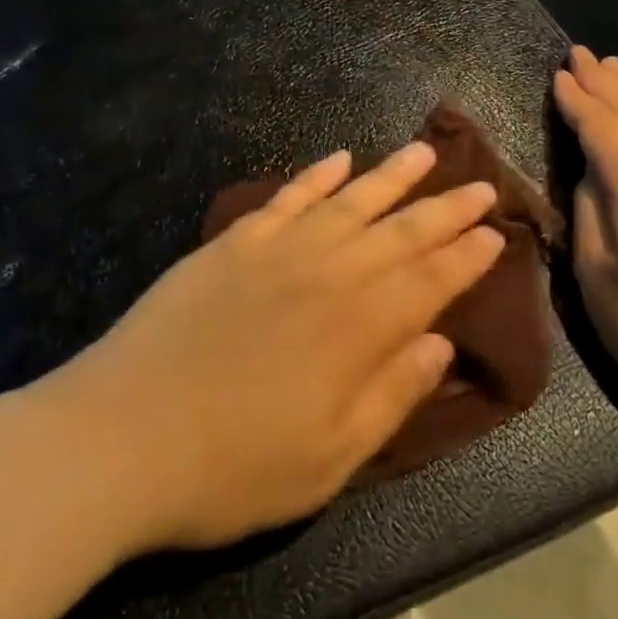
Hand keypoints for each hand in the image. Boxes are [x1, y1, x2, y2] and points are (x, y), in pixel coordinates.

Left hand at [50, 143, 504, 551]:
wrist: (121, 436)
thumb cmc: (233, 466)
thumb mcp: (329, 459)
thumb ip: (391, 395)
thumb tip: (440, 343)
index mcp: (360, 328)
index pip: (430, 280)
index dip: (467, 257)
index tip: (496, 233)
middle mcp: (330, 274)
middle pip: (401, 232)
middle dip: (446, 209)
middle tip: (480, 186)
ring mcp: (279, 250)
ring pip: (351, 200)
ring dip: (392, 176)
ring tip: (424, 151)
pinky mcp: (234, 242)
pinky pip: (288, 197)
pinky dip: (316, 176)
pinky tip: (339, 158)